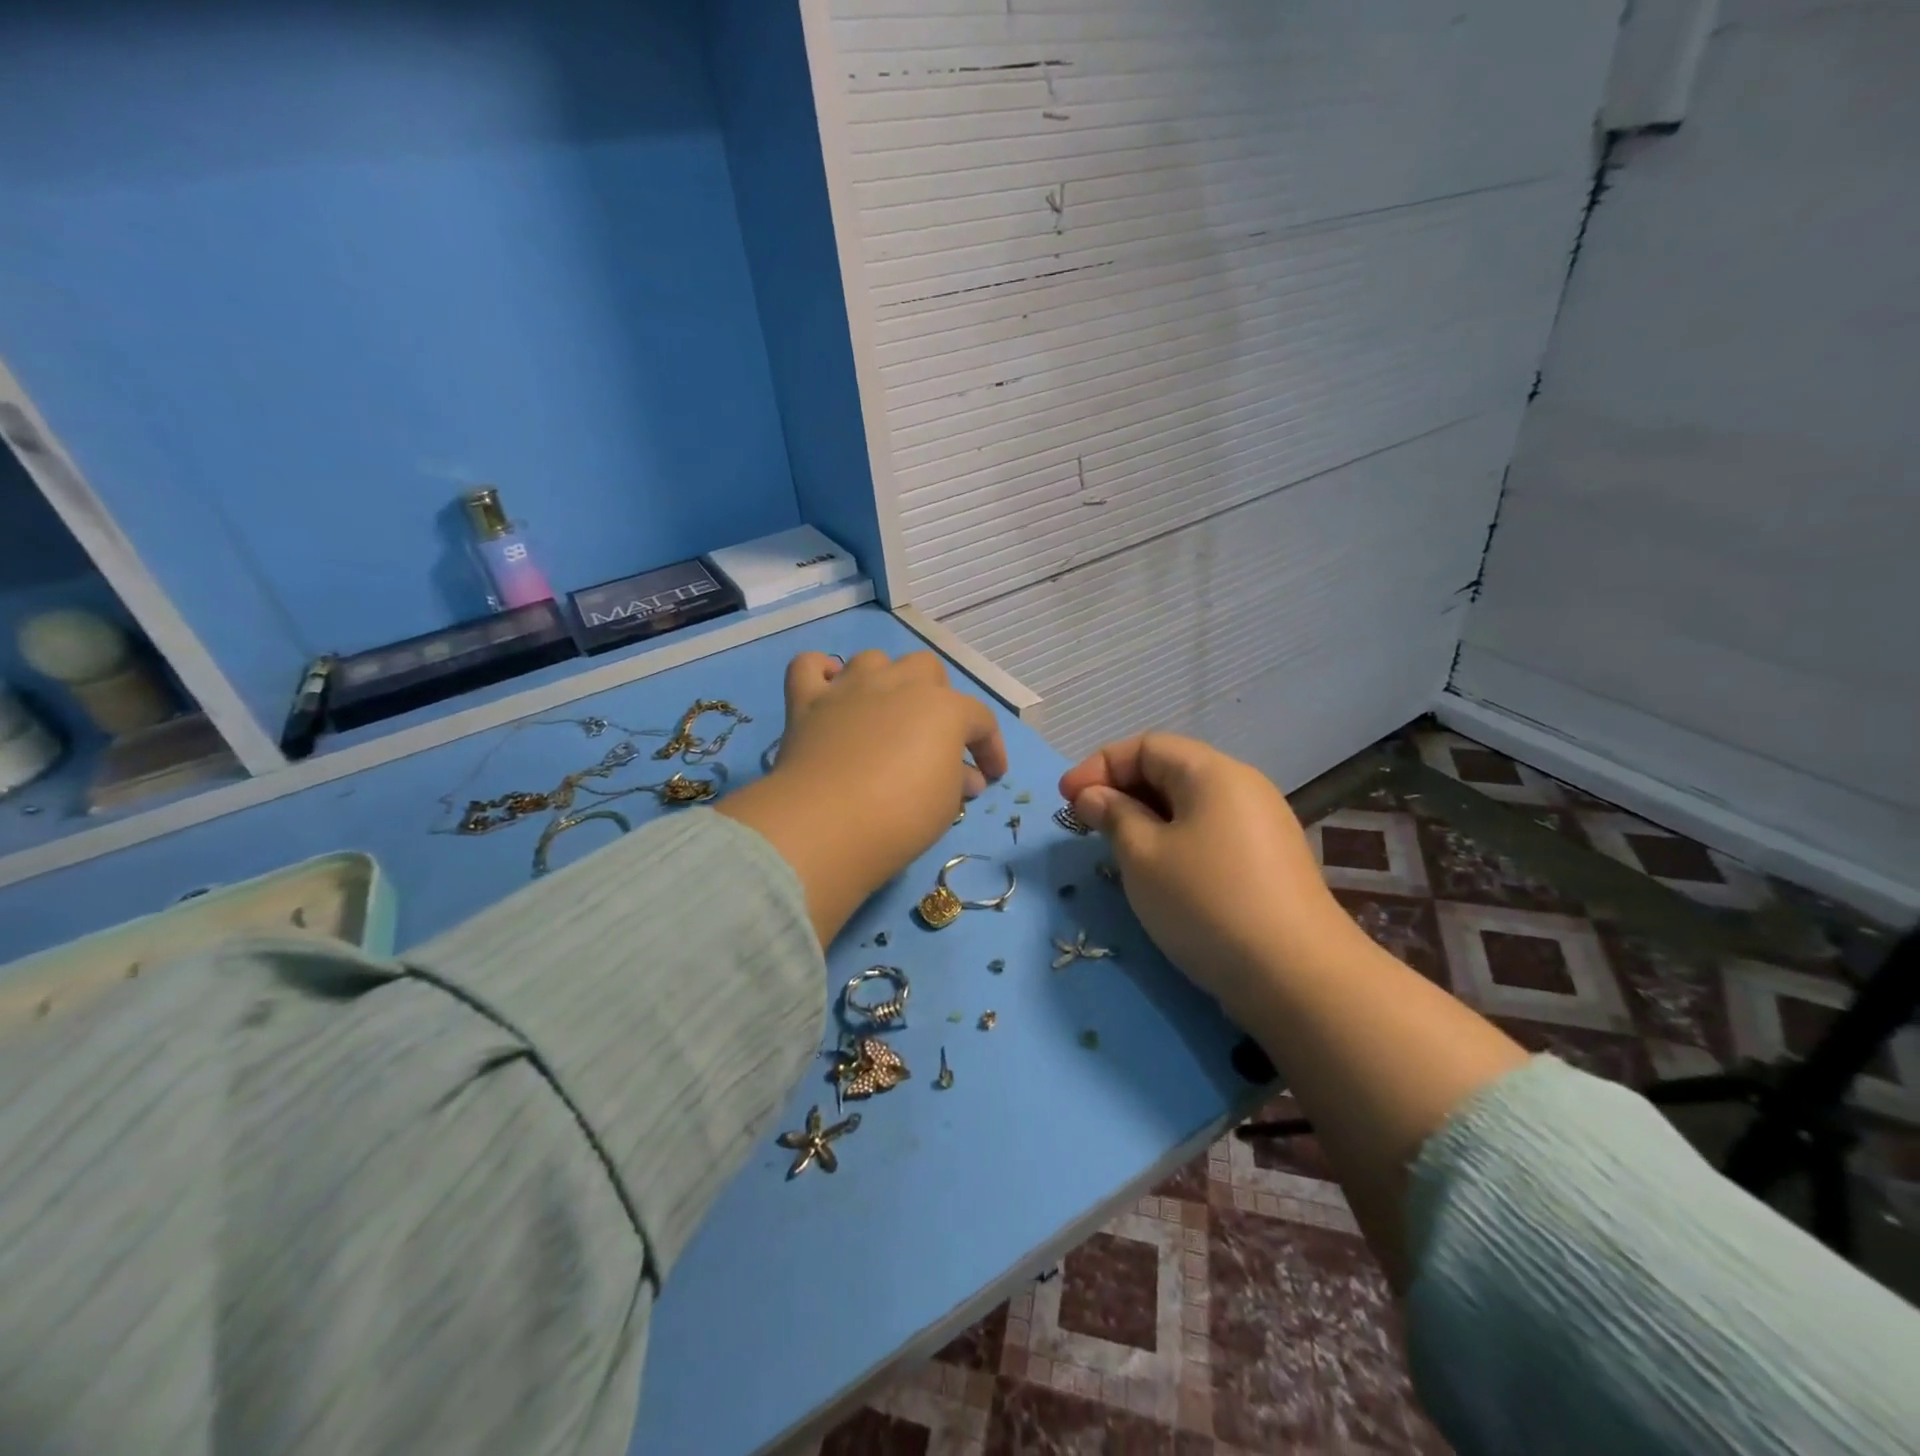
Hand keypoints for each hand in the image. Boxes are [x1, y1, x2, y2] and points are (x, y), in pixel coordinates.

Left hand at [719, 650, 1007, 944]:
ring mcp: (850, 688)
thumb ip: (958, 781)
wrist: (828, 823)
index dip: (991, 747)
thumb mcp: (947, 805)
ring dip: (884, 679)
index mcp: (944, 708)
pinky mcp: (807, 701)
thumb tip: (965, 776)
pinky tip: (829, 691)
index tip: (991, 775)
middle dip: (936, 696)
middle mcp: (899, 684)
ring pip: (874, 659)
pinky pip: (809, 666)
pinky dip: (820, 672)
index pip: (980, 719)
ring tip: (883, 711)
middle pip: (927, 669)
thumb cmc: (902, 815)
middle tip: (932, 736)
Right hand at [1059, 733, 1348, 1017]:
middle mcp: (1243, 787)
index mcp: (1212, 773)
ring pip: (1190, 805)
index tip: (1065, 799)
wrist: (1297, 977)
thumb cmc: (1206, 902)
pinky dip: (1174, 840)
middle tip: (1085, 824)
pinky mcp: (1269, 862)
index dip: (1100, 766)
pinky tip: (1160, 872)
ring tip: (1116, 848)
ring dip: (1146, 818)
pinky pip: (1210, 833)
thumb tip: (1094, 796)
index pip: (1146, 747)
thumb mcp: (1143, 856)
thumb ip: (1113, 815)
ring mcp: (1262, 825)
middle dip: (1122, 790)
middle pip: (1170, 770)